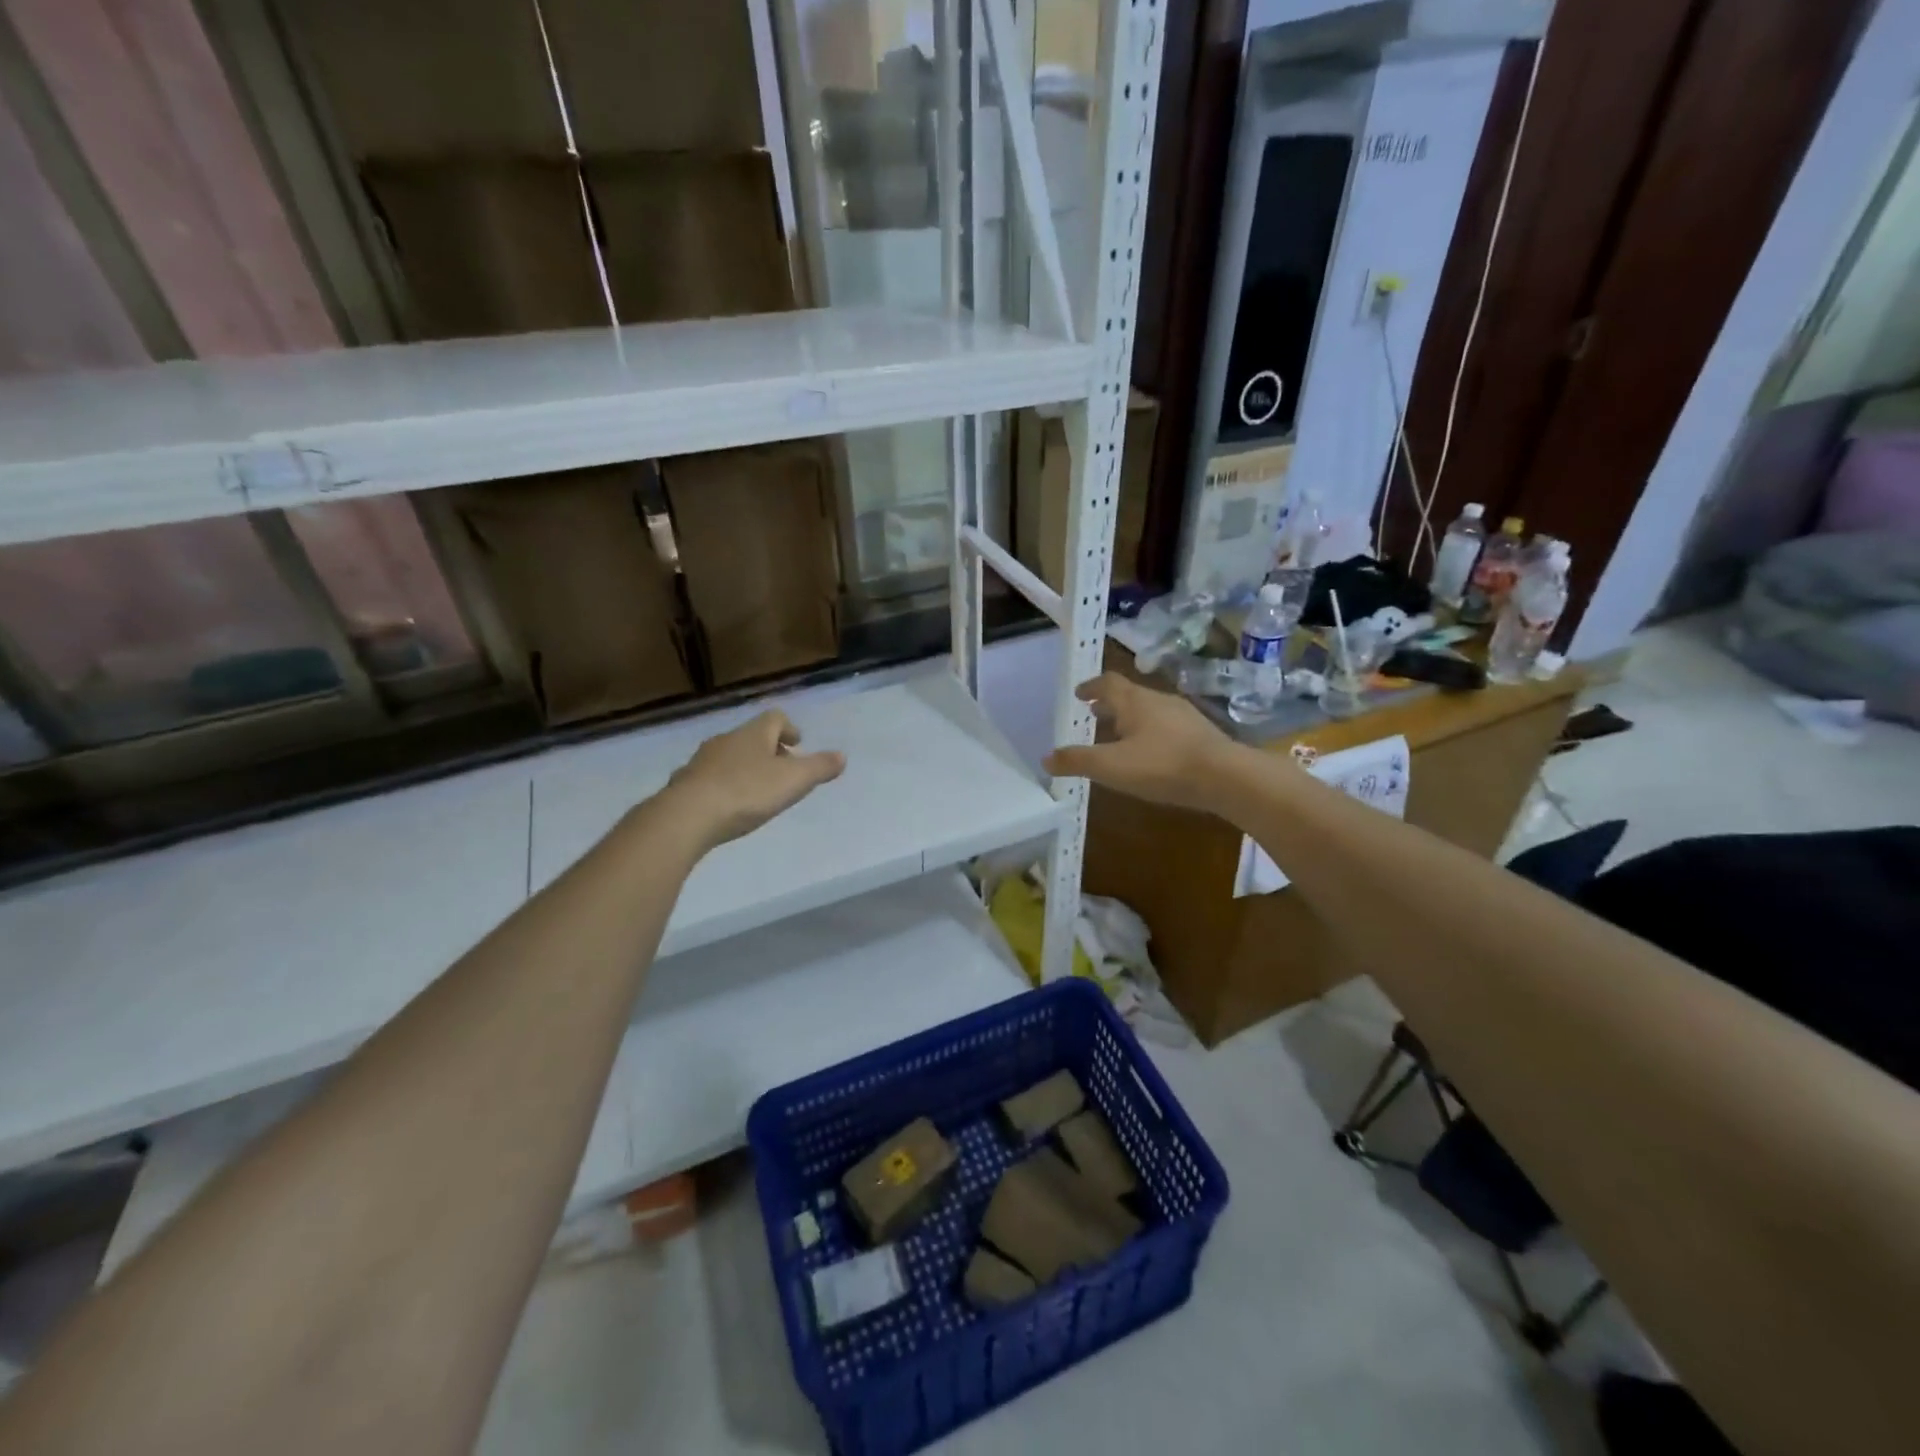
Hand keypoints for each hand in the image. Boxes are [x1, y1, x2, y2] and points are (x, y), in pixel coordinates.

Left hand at [656, 710, 844, 852]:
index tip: (797, 743)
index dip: (789, 728)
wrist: (687, 816)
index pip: (774, 718)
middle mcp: (726, 740)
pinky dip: (723, 785)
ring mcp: (701, 761)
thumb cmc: (746, 792)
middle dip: (769, 750)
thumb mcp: (793, 781)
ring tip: (757, 789)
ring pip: (729, 756)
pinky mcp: (685, 784)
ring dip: (745, 767)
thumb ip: (819, 767)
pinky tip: (727, 805)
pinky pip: (710, 777)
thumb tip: (842, 755)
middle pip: (752, 737)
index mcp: (754, 734)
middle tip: (783, 769)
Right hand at [1042, 673, 1238, 812]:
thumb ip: (1077, 761)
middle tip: (1094, 715)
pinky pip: (1168, 727)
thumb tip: (1046, 758)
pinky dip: (1152, 733)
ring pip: (1150, 710)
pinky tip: (1152, 754)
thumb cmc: (1162, 765)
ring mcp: (1184, 716)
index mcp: (1134, 701)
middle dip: (1109, 704)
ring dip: (1131, 719)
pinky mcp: (1202, 734)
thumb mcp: (1111, 767)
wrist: (1226, 777)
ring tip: (1119, 736)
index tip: (1079, 694)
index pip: (1107, 682)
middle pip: (1129, 694)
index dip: (1091, 686)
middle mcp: (1159, 700)